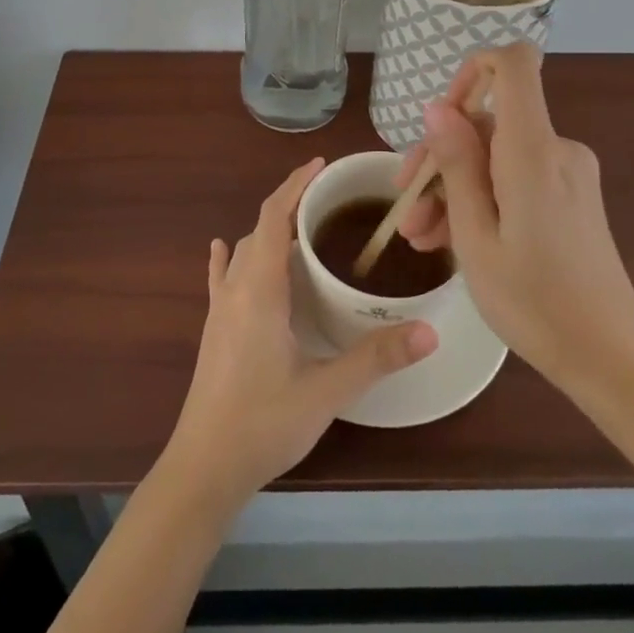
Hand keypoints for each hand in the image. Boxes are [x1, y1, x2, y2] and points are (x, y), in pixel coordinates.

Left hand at [163, 158, 438, 512]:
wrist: (204, 466)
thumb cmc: (263, 423)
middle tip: (328, 204)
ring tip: (302, 230)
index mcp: (260, 290)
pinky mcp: (214, 329)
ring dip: (269, 233)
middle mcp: (236, 289)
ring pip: (243, 252)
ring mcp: (220, 309)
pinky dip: (231, 257)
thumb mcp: (326, 391)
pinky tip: (225, 251)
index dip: (294, 185)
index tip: (320, 166)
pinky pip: (222, 277)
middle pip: (260, 230)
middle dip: (289, 206)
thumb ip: (376, 359)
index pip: (274, 218)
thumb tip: (429, 331)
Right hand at [397, 44, 633, 394]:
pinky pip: (515, 177)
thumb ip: (457, 164)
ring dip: (454, 186)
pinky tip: (448, 239)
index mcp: (534, 151)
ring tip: (419, 237)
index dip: (471, 70)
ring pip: (495, 156)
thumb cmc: (534, 301)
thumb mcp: (476, 236)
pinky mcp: (570, 195)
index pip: (514, 63)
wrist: (609, 356)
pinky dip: (482, 198)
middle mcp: (557, 149)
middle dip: (441, 156)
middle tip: (406, 206)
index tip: (440, 117)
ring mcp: (568, 172)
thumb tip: (437, 108)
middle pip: (490, 120)